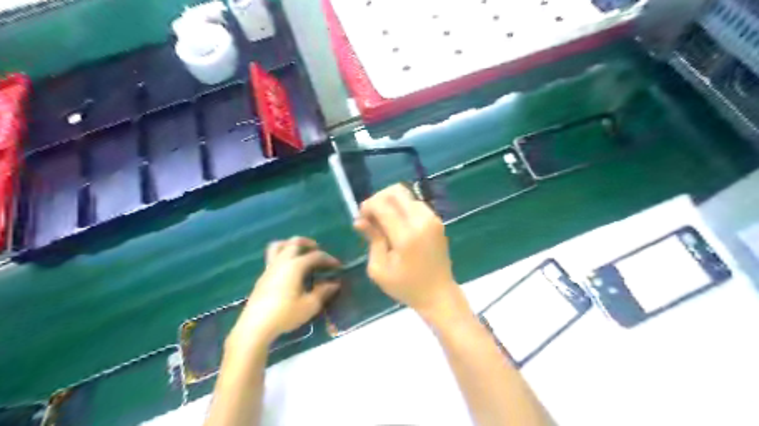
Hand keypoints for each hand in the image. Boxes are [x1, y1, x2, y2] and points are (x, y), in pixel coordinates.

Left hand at [228, 236, 341, 348]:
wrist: (255, 326)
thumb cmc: (285, 314)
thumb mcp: (309, 305)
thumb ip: (322, 292)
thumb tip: (333, 284)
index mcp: (295, 266)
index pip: (315, 255)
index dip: (328, 259)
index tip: (338, 265)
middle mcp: (282, 262)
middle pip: (294, 242)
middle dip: (308, 243)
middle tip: (317, 250)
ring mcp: (270, 268)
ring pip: (278, 246)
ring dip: (291, 245)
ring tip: (300, 253)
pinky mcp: (262, 277)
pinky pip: (273, 257)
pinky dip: (283, 256)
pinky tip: (289, 270)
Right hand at [356, 182, 469, 322]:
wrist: (439, 294)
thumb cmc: (406, 286)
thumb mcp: (379, 268)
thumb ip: (372, 240)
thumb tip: (360, 220)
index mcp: (406, 235)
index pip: (383, 205)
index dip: (368, 206)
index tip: (361, 217)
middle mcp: (422, 221)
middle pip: (396, 191)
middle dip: (378, 198)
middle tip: (371, 216)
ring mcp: (432, 219)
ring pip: (406, 195)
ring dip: (390, 202)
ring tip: (383, 222)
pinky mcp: (437, 220)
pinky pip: (415, 203)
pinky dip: (402, 207)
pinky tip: (396, 224)